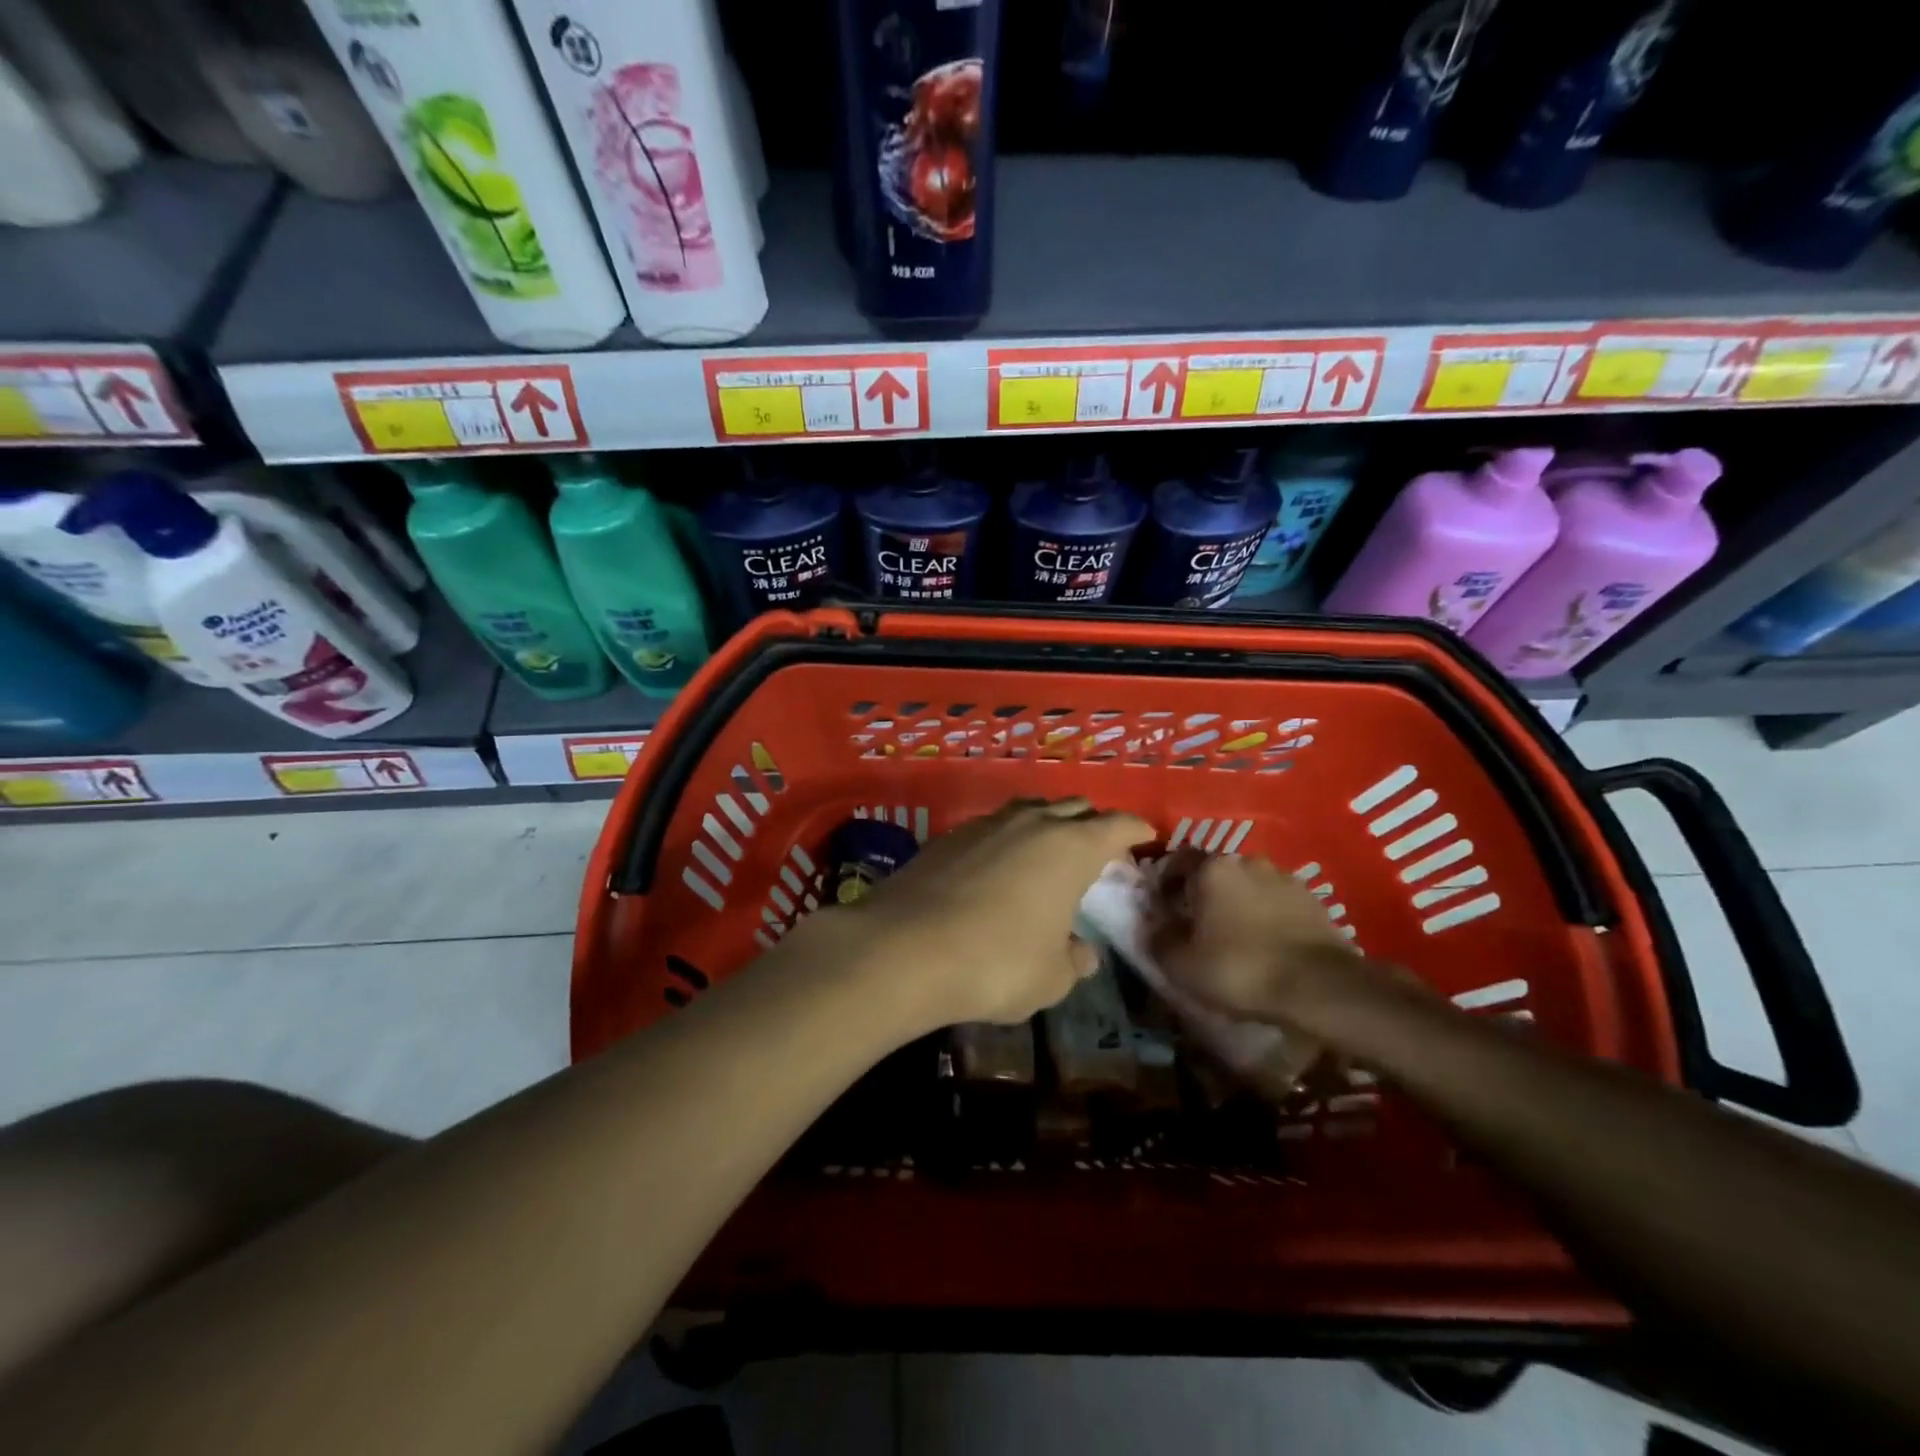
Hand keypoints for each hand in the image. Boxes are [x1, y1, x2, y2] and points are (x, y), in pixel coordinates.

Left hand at [837, 797, 1152, 1031]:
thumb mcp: (1050, 977)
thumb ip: (1074, 960)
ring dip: (1046, 825)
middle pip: (1072, 808)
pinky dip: (1007, 840)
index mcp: (1069, 848)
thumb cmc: (996, 963)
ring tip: (1048, 850)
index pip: (1115, 825)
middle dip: (1091, 823)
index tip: (1144, 836)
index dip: (1133, 829)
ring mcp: (985, 825)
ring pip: (1028, 811)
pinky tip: (999, 866)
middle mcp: (1031, 824)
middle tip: (1097, 849)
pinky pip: (992, 828)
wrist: (904, 948)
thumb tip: (1081, 951)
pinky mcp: (948, 837)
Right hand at [1144, 848, 1364, 1030]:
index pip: (1177, 860)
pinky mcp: (1314, 901)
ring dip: (1238, 904)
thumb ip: (1158, 939)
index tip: (1162, 908)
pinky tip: (1266, 945)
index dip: (1165, 883)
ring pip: (1249, 885)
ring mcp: (1285, 878)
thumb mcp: (1181, 964)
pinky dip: (1267, 916)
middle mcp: (1248, 861)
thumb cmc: (1240, 969)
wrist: (1320, 988)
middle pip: (1215, 871)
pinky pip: (1278, 903)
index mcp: (1212, 868)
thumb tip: (1154, 927)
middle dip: (1203, 893)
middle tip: (1197, 924)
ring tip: (1235, 937)